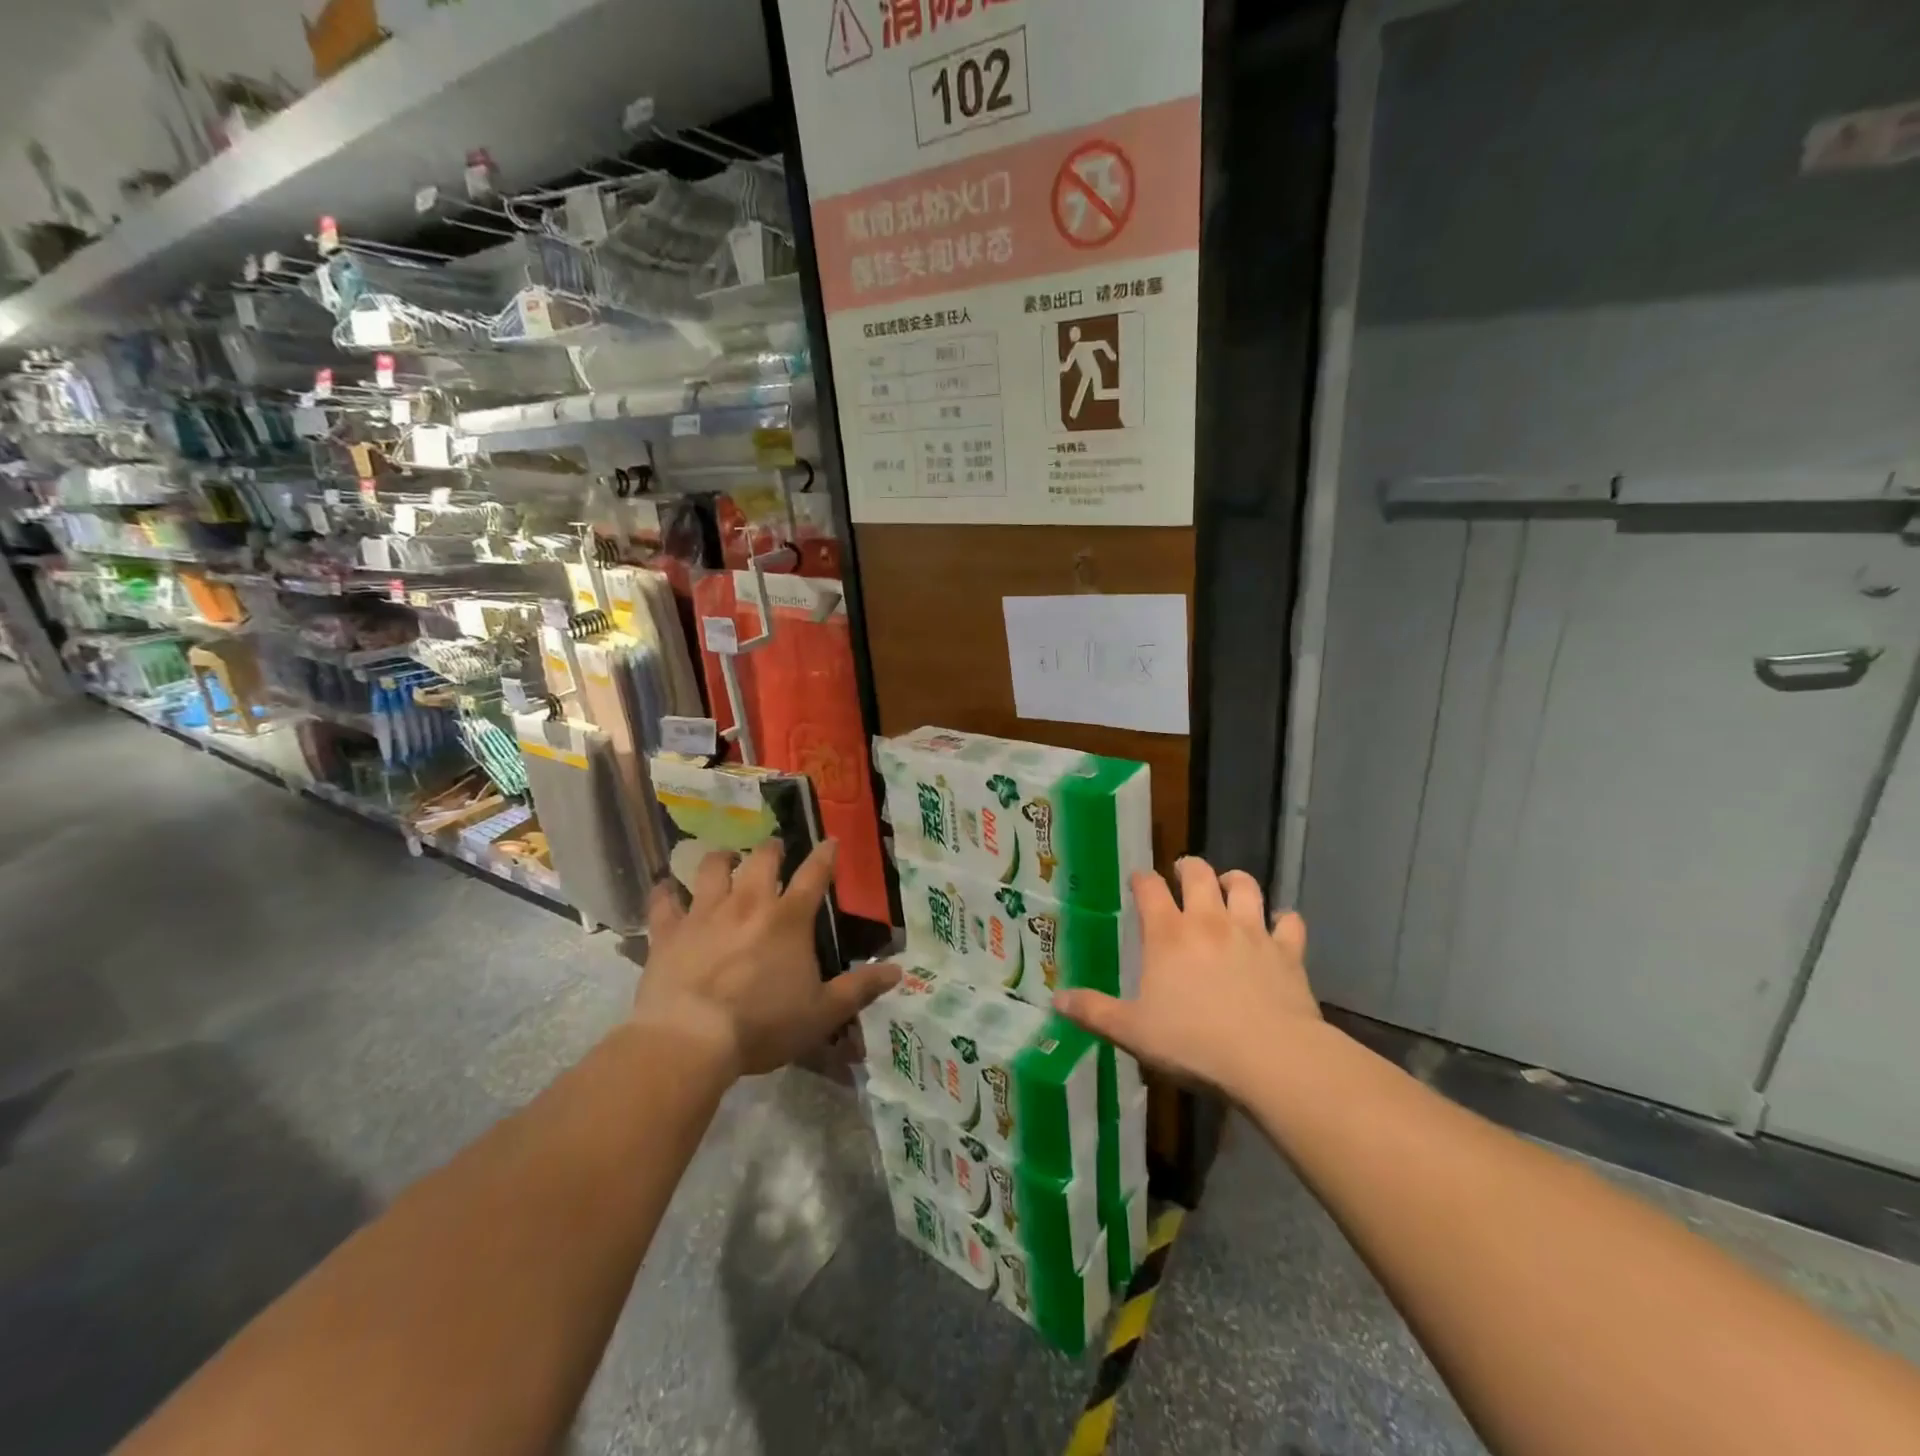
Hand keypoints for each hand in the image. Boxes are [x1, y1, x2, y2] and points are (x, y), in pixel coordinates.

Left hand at [633, 839, 900, 1077]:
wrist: (691, 1038)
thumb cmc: (763, 1025)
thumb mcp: (822, 1013)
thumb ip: (860, 989)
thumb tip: (898, 971)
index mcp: (789, 918)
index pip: (815, 874)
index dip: (825, 855)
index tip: (830, 841)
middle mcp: (748, 903)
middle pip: (762, 860)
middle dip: (772, 849)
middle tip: (774, 849)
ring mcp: (705, 913)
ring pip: (712, 868)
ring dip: (721, 858)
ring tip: (725, 858)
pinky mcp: (669, 931)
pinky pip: (664, 902)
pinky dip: (665, 892)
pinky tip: (665, 889)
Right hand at [1053, 857, 1324, 1101]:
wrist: (1270, 1058)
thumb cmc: (1193, 1043)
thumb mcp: (1132, 1031)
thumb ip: (1094, 1011)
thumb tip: (1056, 998)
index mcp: (1168, 934)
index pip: (1150, 889)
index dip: (1142, 879)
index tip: (1138, 881)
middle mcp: (1209, 921)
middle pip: (1199, 874)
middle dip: (1188, 867)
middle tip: (1183, 872)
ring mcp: (1252, 932)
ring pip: (1246, 887)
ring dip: (1235, 881)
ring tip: (1229, 885)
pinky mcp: (1287, 951)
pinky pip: (1290, 922)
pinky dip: (1283, 920)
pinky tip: (1280, 926)